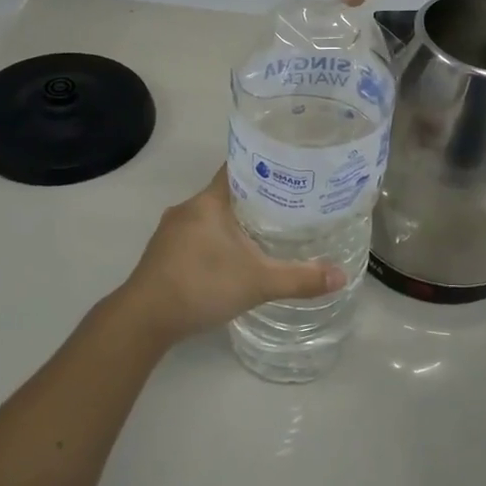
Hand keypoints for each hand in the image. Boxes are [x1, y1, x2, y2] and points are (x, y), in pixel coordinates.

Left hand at [113, 170, 345, 345]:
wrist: (143, 319)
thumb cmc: (201, 285)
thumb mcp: (258, 282)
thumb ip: (300, 278)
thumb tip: (342, 276)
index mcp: (208, 201)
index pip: (237, 168)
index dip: (262, 166)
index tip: (288, 170)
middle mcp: (187, 208)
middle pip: (225, 193)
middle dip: (254, 198)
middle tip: (288, 206)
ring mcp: (170, 232)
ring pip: (209, 217)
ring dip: (232, 223)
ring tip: (265, 232)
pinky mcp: (162, 254)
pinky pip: (195, 237)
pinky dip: (215, 242)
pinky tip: (231, 259)